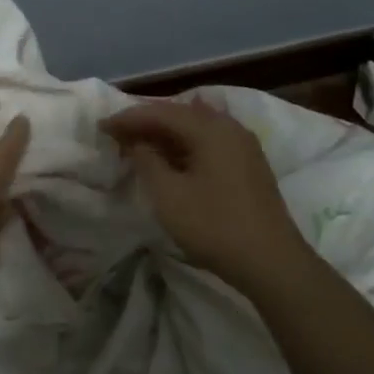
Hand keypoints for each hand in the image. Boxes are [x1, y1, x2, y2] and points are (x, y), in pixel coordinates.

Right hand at [100, 98, 311, 293]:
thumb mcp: (169, 195)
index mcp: (211, 129)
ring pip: (197, 128)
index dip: (129, 118)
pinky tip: (172, 156)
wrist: (270, 261)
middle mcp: (230, 128)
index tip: (102, 126)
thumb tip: (138, 142)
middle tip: (118, 132)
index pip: (161, 112)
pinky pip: (210, 142)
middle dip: (147, 121)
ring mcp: (244, 146)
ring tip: (139, 143)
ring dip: (166, 133)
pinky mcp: (249, 165)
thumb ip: (147, 161)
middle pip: (181, 114)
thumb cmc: (214, 226)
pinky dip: (185, 145)